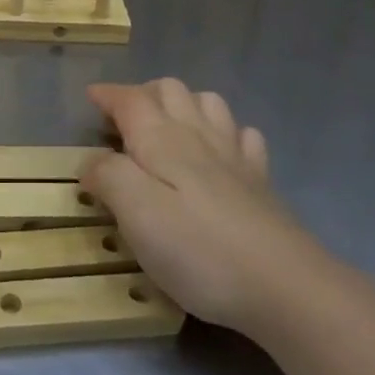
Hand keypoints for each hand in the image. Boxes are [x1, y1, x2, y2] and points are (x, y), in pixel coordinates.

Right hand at [84, 80, 324, 334]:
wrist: (283, 285)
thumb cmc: (197, 249)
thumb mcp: (136, 213)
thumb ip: (108, 177)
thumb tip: (92, 160)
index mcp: (162, 140)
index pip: (130, 100)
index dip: (108, 94)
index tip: (91, 97)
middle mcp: (198, 135)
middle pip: (170, 90)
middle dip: (142, 93)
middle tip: (123, 119)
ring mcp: (235, 156)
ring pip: (208, 103)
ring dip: (183, 103)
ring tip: (167, 126)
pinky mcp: (260, 182)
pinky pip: (243, 136)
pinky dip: (225, 131)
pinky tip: (220, 152)